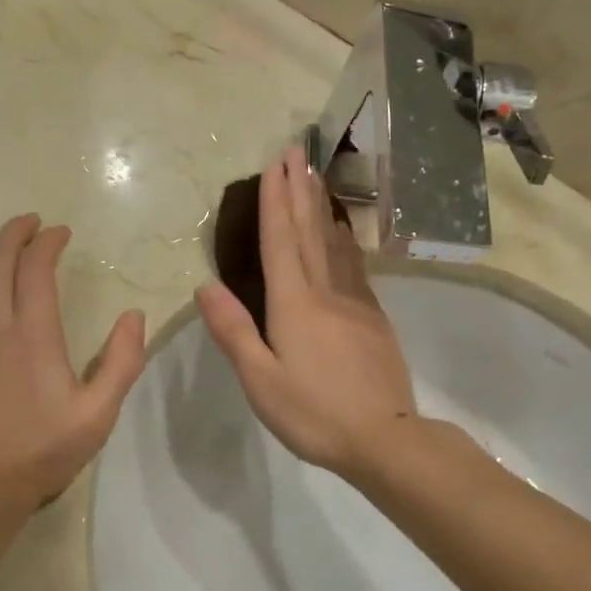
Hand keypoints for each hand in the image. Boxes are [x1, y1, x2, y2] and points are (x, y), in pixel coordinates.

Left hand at [0, 214, 145, 507]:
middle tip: (32, 224)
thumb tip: (134, 315)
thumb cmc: (41, 450)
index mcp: (31, 334)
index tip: (61, 233)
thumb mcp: (98, 414)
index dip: (48, 242)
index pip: (35, 267)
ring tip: (5, 242)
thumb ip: (123, 362)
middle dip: (14, 233)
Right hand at [197, 149, 416, 479]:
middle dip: (300, 191)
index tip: (275, 164)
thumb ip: (234, 332)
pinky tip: (343, 235)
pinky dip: (344, 242)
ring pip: (335, 245)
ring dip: (323, 208)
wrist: (385, 438)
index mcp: (294, 304)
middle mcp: (326, 293)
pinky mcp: (373, 319)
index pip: (280, 242)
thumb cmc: (314, 413)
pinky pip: (354, 267)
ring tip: (317, 179)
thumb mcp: (261, 381)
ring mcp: (355, 304)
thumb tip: (206, 286)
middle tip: (297, 153)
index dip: (275, 202)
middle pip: (310, 233)